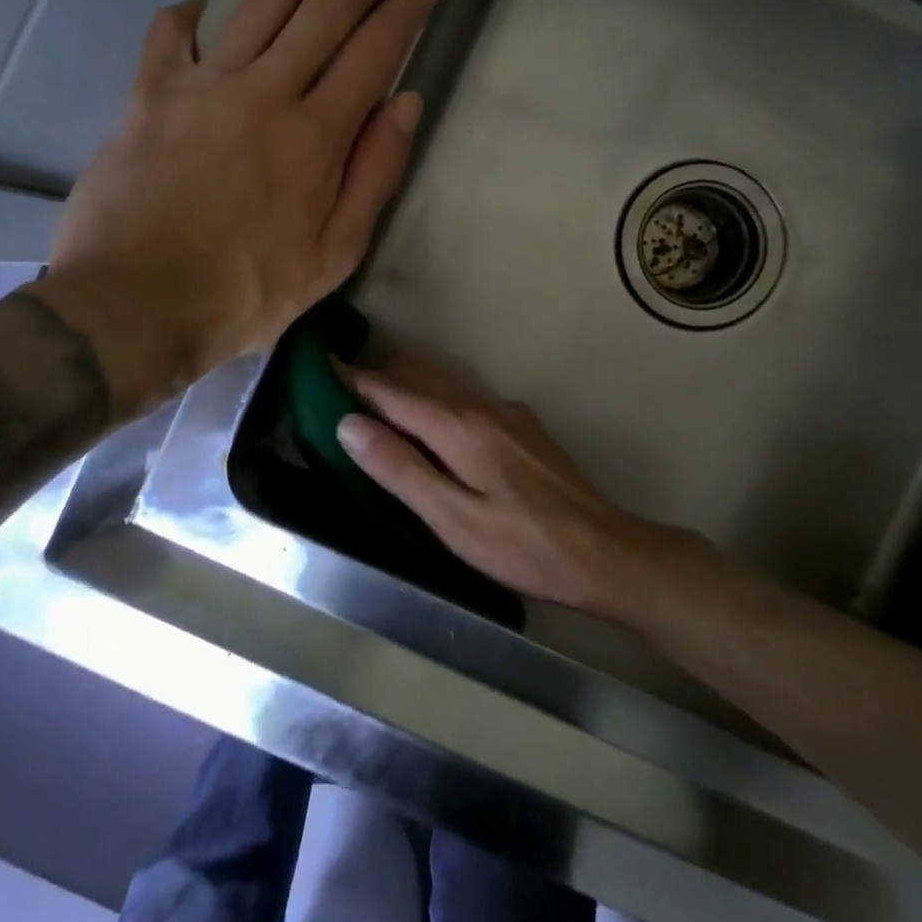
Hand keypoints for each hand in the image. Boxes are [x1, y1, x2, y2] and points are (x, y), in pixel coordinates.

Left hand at [34, 0, 432, 414]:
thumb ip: (373, 176)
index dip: (404, 5)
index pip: (373, 51)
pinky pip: (173, 32)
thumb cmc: (243, 295)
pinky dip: (197, 9)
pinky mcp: (149, 93)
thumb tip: (404, 103)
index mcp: (315, 138)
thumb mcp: (332, 258)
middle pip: (326, 8)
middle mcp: (264, 93)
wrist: (133, 308)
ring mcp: (201, 86)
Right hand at [335, 351, 683, 616]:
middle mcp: (481, 405)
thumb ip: (400, 469)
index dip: (352, 379)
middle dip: (377, 379)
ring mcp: (506, 413)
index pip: (391, 390)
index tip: (318, 370)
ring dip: (406, 390)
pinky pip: (466, 401)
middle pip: (417, 378)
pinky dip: (435, 404)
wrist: (603, 551)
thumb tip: (348, 423)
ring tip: (376, 409)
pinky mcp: (522, 427)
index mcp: (458, 425)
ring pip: (443, 386)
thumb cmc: (521, 545)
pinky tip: (432, 431)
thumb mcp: (451, 518)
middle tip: (339, 394)